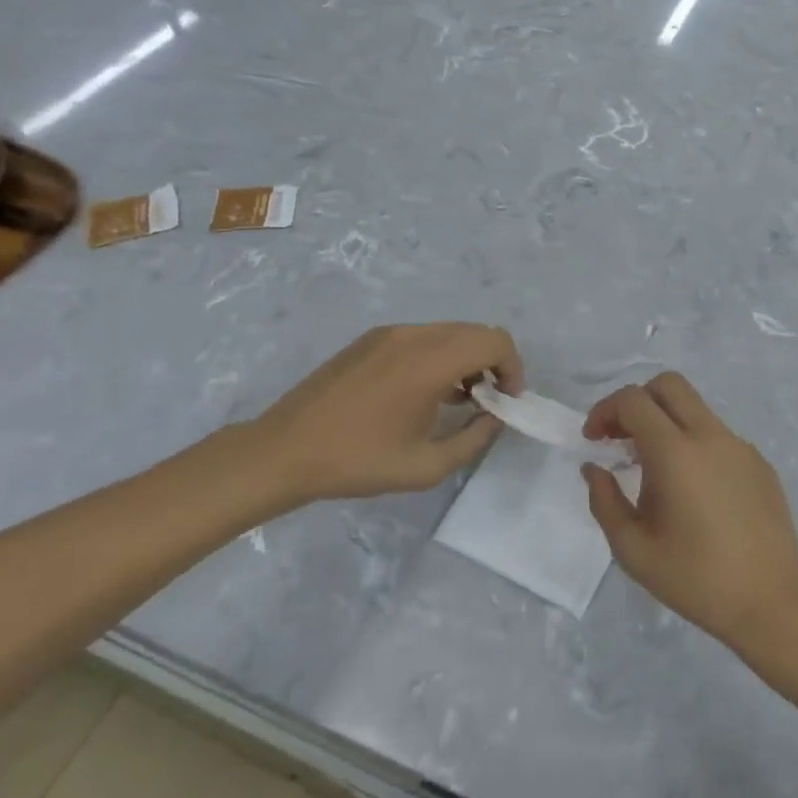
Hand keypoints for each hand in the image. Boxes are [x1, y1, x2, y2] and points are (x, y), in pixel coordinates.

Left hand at [225, 324, 522, 508]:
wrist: (284, 450)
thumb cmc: (358, 461)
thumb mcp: (426, 466)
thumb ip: (474, 438)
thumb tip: (494, 417)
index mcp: (430, 361)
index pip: (495, 340)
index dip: (513, 367)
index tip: (506, 401)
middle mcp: (414, 335)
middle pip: (475, 331)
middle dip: (492, 363)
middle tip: (487, 402)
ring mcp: (389, 334)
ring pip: (449, 332)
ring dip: (465, 359)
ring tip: (457, 401)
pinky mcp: (370, 340)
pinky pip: (422, 337)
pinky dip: (439, 356)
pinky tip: (423, 393)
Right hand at [581, 373, 797, 654]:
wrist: (772, 603)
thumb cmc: (696, 580)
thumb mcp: (634, 550)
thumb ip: (604, 501)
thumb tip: (594, 468)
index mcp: (676, 453)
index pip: (634, 400)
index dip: (605, 410)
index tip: (594, 440)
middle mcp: (710, 436)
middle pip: (669, 385)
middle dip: (637, 401)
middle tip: (621, 438)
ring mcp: (740, 446)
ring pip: (695, 409)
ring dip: (666, 422)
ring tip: (654, 469)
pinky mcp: (759, 462)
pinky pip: (717, 436)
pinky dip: (694, 444)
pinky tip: (693, 491)